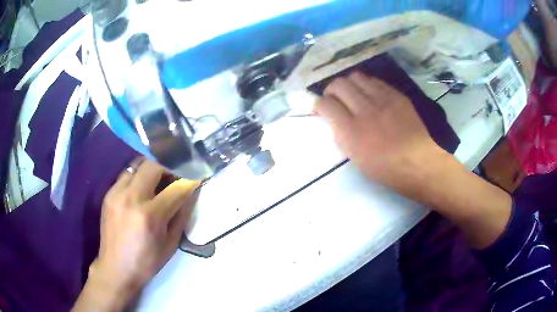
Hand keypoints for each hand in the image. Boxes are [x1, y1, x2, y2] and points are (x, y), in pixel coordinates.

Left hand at [73, 159, 199, 310]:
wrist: (116, 268)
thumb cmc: (147, 261)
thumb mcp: (170, 243)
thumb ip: (182, 215)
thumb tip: (191, 192)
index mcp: (150, 216)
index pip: (176, 187)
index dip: (190, 180)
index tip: (196, 176)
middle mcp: (131, 198)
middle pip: (153, 165)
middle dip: (169, 167)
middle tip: (174, 177)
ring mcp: (116, 193)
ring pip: (138, 164)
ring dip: (151, 169)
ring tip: (157, 181)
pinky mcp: (108, 193)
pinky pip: (126, 174)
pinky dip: (138, 176)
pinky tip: (141, 190)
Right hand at [315, 72, 444, 195]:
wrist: (418, 162)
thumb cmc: (386, 168)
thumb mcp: (356, 159)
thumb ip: (342, 135)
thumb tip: (335, 120)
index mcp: (351, 131)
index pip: (325, 104)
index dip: (319, 104)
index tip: (321, 110)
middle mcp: (364, 110)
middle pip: (338, 84)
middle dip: (331, 91)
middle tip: (335, 100)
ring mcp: (382, 99)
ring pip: (355, 77)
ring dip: (349, 84)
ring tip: (352, 95)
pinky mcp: (395, 95)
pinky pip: (374, 80)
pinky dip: (366, 85)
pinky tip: (370, 95)